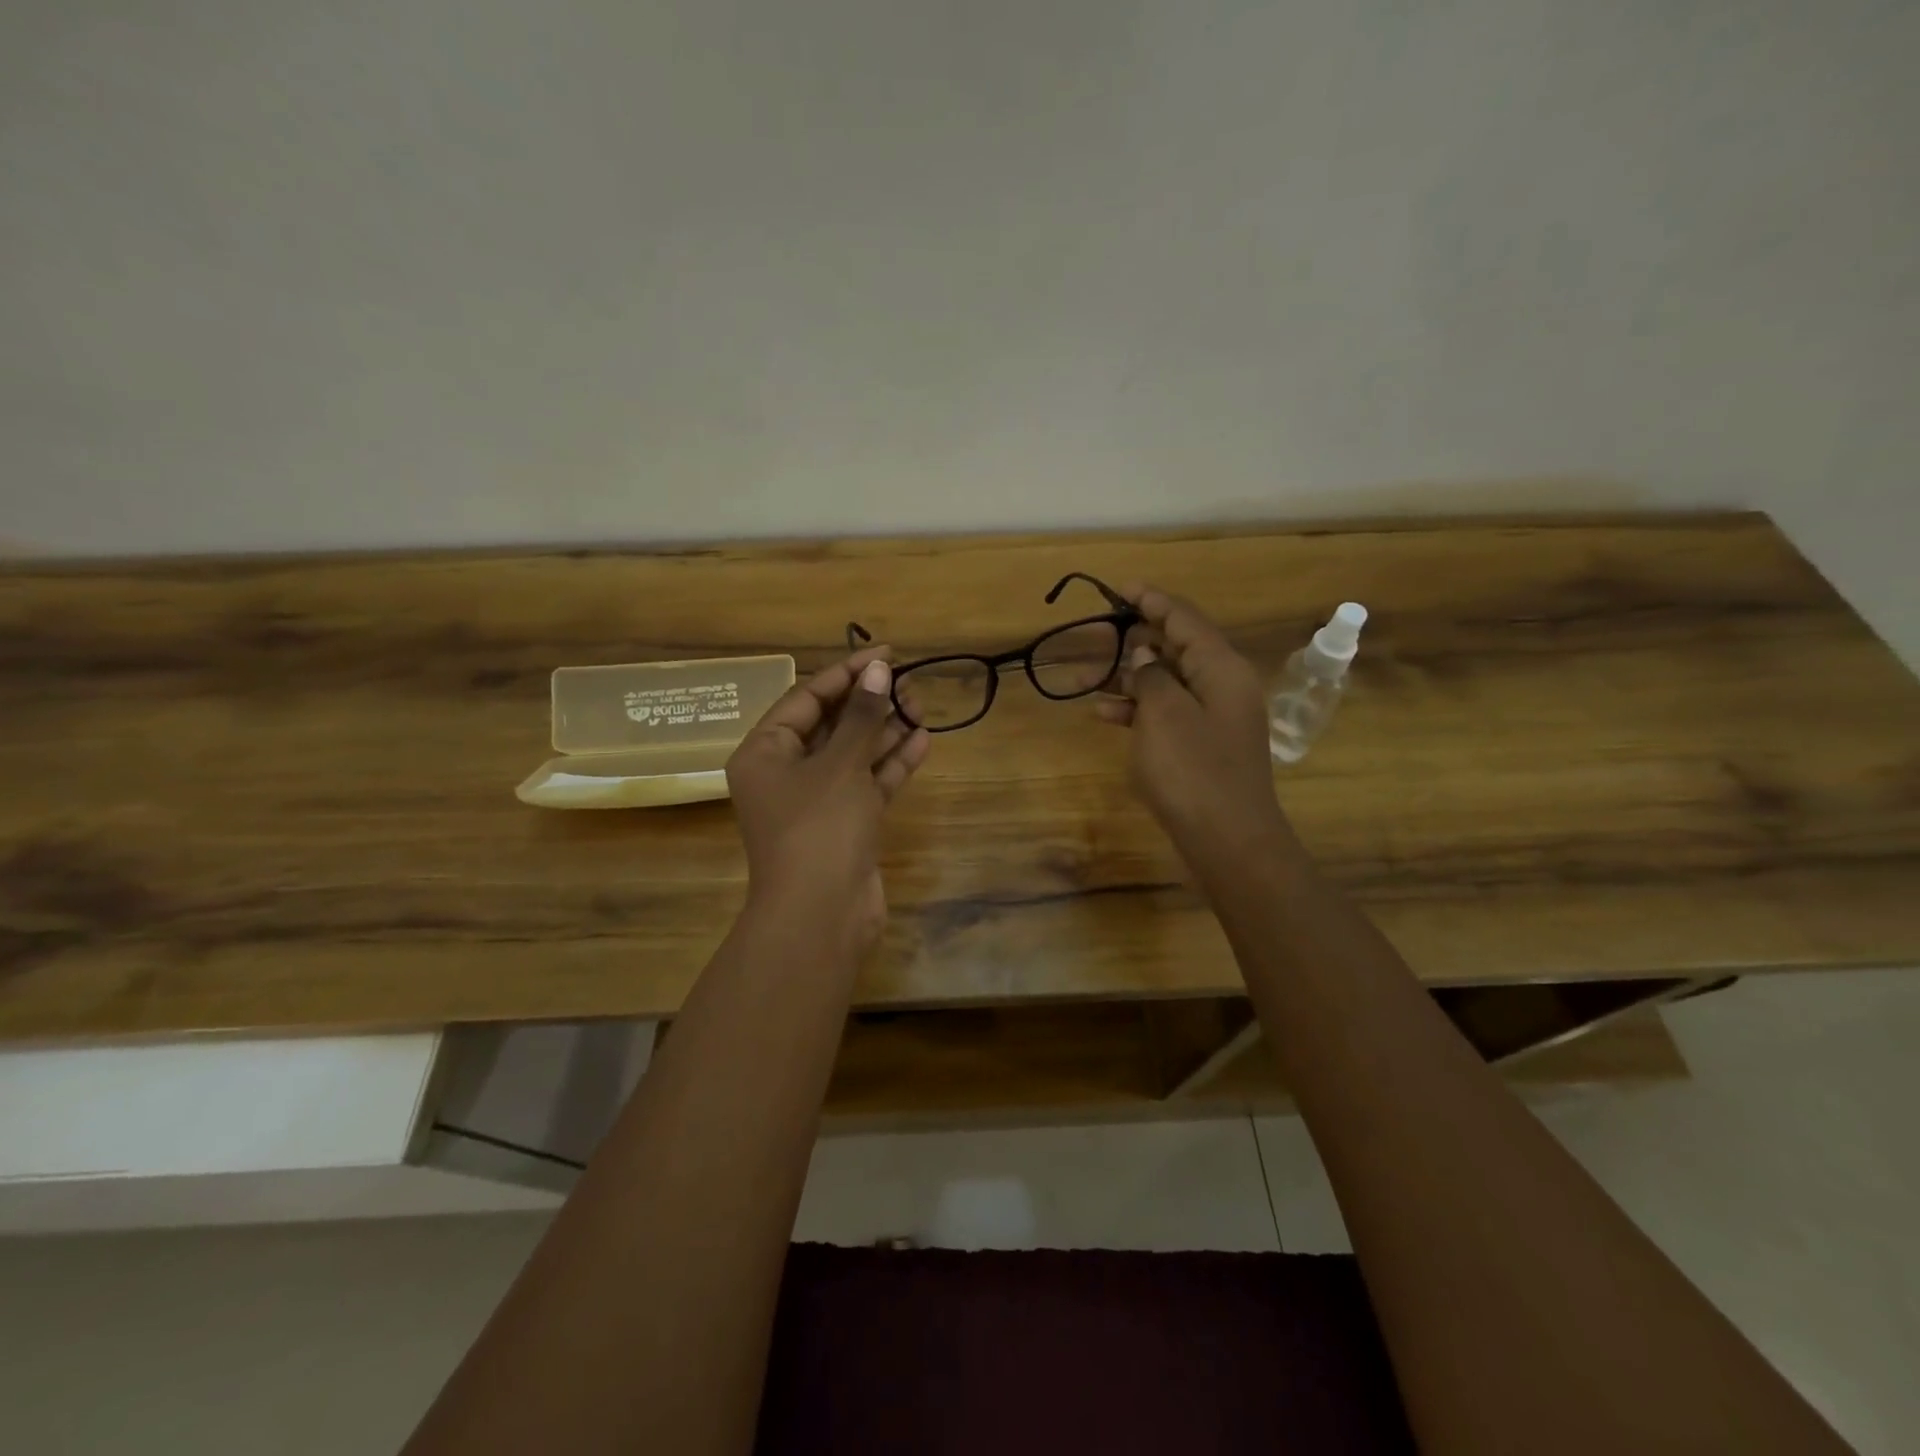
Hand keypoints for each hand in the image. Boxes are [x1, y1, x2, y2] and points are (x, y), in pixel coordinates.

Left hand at [725, 645, 930, 949]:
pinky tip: (923, 740)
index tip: (885, 653)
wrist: (821, 917)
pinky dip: (892, 763)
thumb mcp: (840, 765)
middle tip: (909, 685)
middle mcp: (787, 773)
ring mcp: (818, 801)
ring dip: (885, 730)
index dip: (846, 673)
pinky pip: (869, 783)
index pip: (807, 698)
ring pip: (854, 754)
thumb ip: (862, 716)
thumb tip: (878, 669)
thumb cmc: (819, 829)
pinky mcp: (846, 824)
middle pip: (832, 724)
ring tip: (922, 707)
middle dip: (870, 703)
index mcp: (765, 752)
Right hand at [1096, 586, 1293, 869]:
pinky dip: (1136, 708)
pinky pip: (1166, 712)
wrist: (1228, 840)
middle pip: (1175, 647)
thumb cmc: (1194, 771)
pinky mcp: (1201, 744)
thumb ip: (1151, 675)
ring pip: (1165, 681)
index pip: (1184, 619)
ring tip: (1086, 679)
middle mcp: (1221, 685)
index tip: (1120, 588)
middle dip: (1134, 640)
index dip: (1152, 600)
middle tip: (1095, 636)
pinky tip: (1103, 713)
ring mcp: (1213, 717)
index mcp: (1221, 668)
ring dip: (1128, 677)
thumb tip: (1146, 654)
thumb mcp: (1164, 715)